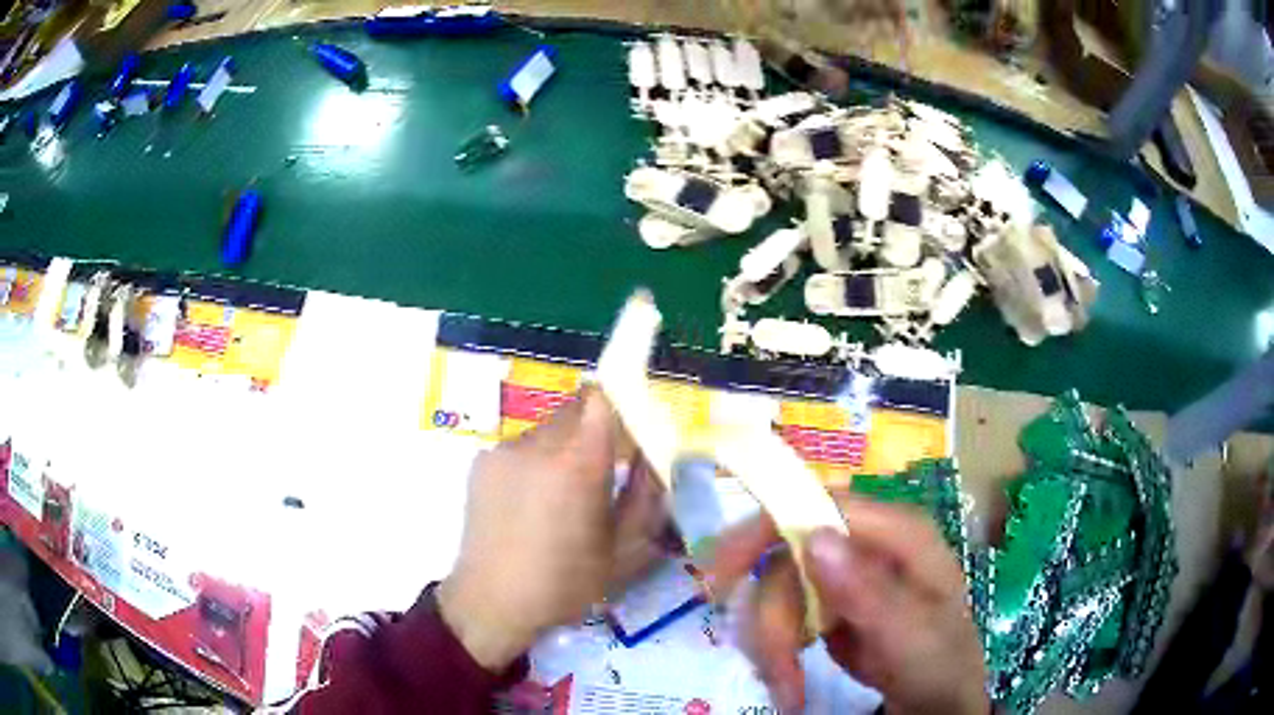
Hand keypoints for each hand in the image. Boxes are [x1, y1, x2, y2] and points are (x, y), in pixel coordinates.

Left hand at [438, 388, 672, 670]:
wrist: (492, 601)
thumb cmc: (566, 583)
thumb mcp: (623, 549)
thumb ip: (646, 496)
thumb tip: (653, 458)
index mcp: (578, 463)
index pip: (600, 398)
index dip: (620, 403)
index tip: (631, 429)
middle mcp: (538, 444)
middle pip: (575, 409)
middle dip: (595, 430)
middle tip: (603, 469)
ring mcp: (504, 450)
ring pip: (548, 427)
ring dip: (563, 446)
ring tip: (562, 494)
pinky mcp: (481, 461)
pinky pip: (521, 445)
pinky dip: (535, 461)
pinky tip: (531, 502)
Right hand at [705, 498, 987, 713]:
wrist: (937, 703)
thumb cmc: (938, 664)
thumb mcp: (911, 634)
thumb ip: (868, 591)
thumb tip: (812, 537)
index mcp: (894, 532)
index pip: (819, 505)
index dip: (765, 529)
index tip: (720, 575)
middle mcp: (863, 544)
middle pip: (787, 560)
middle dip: (773, 621)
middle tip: (774, 672)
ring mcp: (844, 575)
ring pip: (775, 592)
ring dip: (771, 643)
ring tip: (786, 687)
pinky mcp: (827, 605)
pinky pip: (780, 615)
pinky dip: (774, 647)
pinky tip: (788, 675)